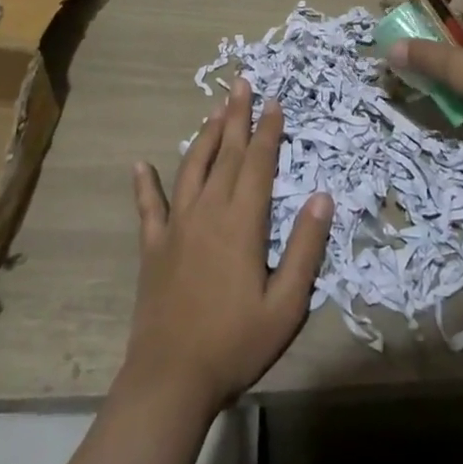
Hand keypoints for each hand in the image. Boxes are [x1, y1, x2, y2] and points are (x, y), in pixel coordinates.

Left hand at [120, 77, 331, 416]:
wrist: (170, 380)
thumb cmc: (235, 343)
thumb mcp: (286, 304)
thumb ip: (305, 248)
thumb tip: (323, 196)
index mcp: (242, 222)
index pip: (259, 163)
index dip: (268, 130)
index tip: (274, 101)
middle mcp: (208, 211)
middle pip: (226, 153)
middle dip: (236, 116)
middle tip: (241, 83)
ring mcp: (176, 226)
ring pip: (192, 167)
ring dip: (204, 136)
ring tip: (214, 110)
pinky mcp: (153, 246)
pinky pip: (148, 207)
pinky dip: (145, 184)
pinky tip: (140, 165)